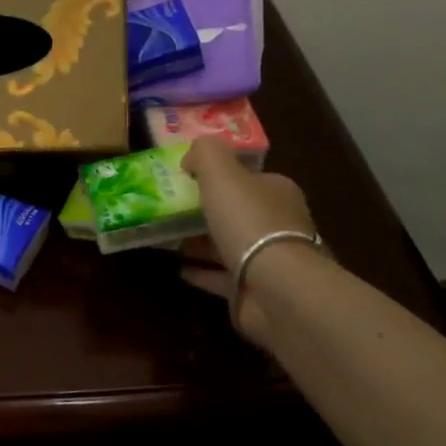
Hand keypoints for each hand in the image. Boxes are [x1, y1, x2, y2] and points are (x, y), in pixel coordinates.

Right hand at [179, 137, 320, 349]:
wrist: (274, 286)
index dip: (221, 177)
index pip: (249, 179)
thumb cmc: (249, 222)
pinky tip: (178, 268)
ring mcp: (269, 261)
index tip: (188, 179)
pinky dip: (201, 272)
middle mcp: (278, 224)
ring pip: (230, 245)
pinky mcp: (255, 290)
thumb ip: (206, 154)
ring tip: (167, 237)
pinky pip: (222, 277)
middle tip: (172, 209)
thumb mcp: (222, 173)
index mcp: (277, 192)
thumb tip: (192, 155)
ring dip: (201, 242)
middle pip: (238, 212)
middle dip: (208, 211)